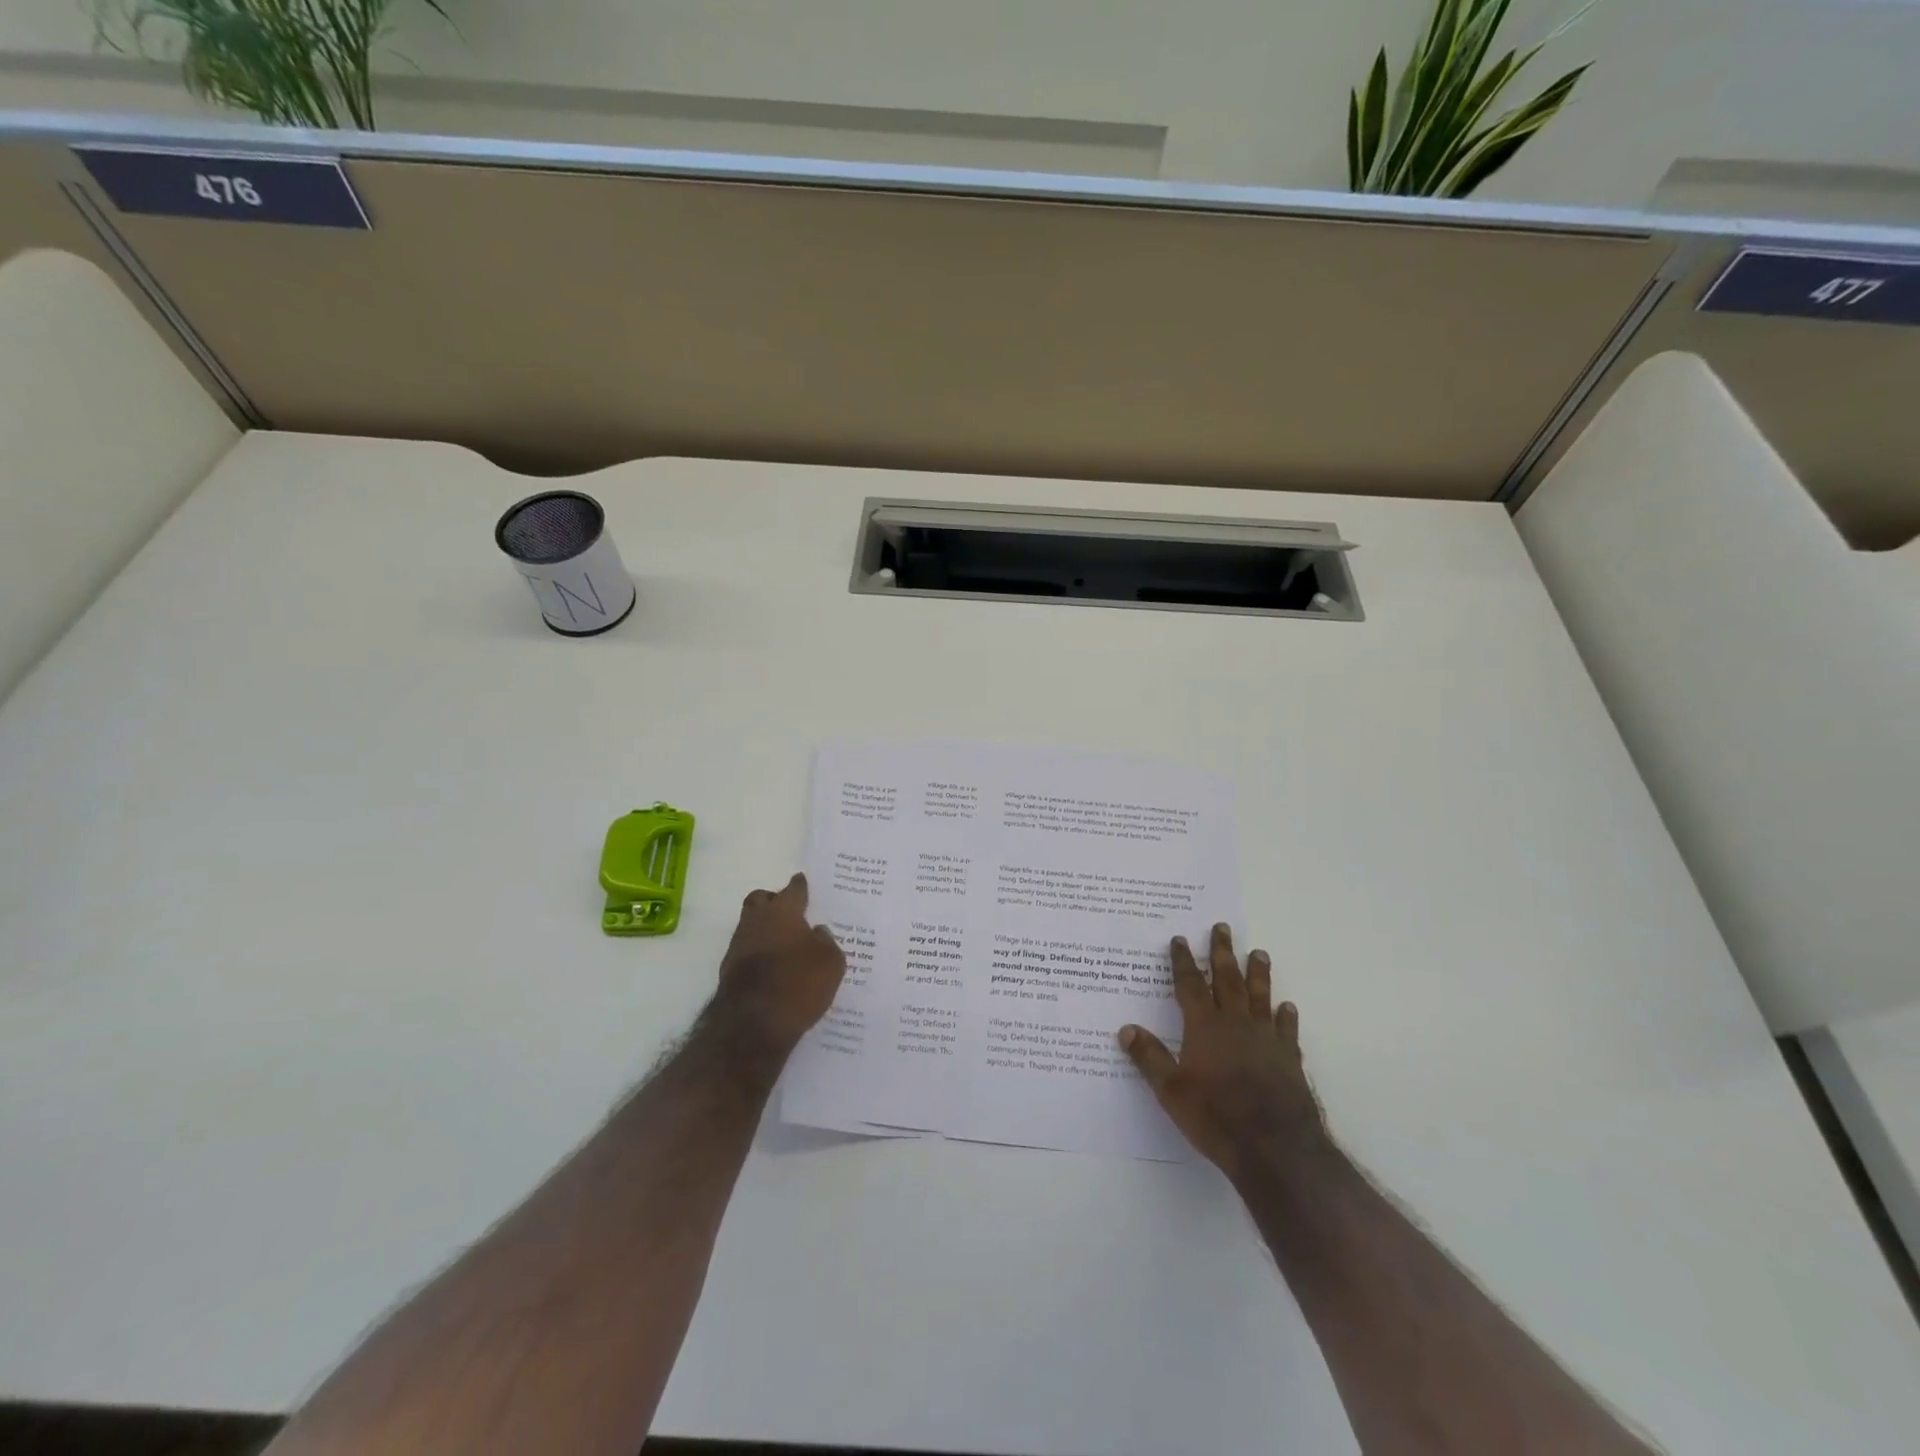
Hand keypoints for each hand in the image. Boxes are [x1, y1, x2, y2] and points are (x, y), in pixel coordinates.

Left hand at [712, 873, 845, 1054]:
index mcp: (783, 911)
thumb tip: (817, 932)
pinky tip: (774, 968)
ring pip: (751, 925)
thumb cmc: (798, 983)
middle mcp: (756, 921)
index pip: (793, 889)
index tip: (804, 882)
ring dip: (765, 930)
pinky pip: (747, 952)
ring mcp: (738, 945)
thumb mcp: (830, 962)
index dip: (801, 886)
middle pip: (761, 899)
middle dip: (774, 901)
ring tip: (785, 945)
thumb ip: (827, 941)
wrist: (752, 1024)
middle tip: (791, 913)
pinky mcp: (729, 971)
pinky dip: (759, 955)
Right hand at [1119, 923, 1325, 1182]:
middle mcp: (1236, 1024)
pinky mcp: (1289, 1059)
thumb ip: (1150, 1058)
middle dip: (1222, 953)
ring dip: (1258, 973)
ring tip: (1259, 952)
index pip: (1190, 985)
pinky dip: (1285, 1016)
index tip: (1180, 939)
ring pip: (1260, 996)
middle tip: (1222, 928)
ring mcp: (1266, 1039)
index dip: (1183, 962)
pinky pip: (1286, 1029)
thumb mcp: (1171, 1090)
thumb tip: (1125, 1029)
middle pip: (1227, 980)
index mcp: (1204, 1027)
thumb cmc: (1216, 1116)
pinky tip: (1287, 1007)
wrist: (1276, 1147)